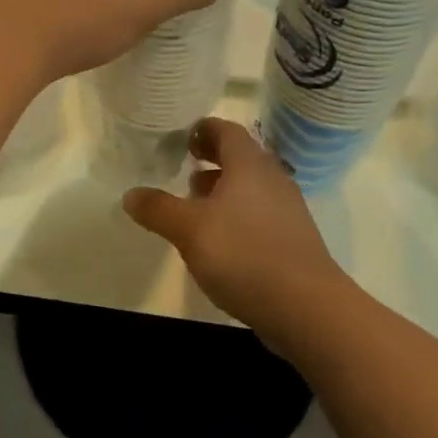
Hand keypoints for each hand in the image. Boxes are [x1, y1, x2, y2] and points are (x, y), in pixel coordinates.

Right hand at [123, 118, 352, 346]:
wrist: (307, 308)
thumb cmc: (244, 254)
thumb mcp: (189, 230)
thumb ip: (158, 209)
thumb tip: (130, 194)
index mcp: (249, 164)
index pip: (226, 130)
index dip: (203, 130)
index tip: (182, 139)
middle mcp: (272, 178)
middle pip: (241, 156)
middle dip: (212, 159)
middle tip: (186, 166)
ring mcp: (288, 210)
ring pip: (251, 187)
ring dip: (224, 189)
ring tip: (196, 205)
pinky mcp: (294, 240)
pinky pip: (261, 213)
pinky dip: (238, 215)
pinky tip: (221, 241)